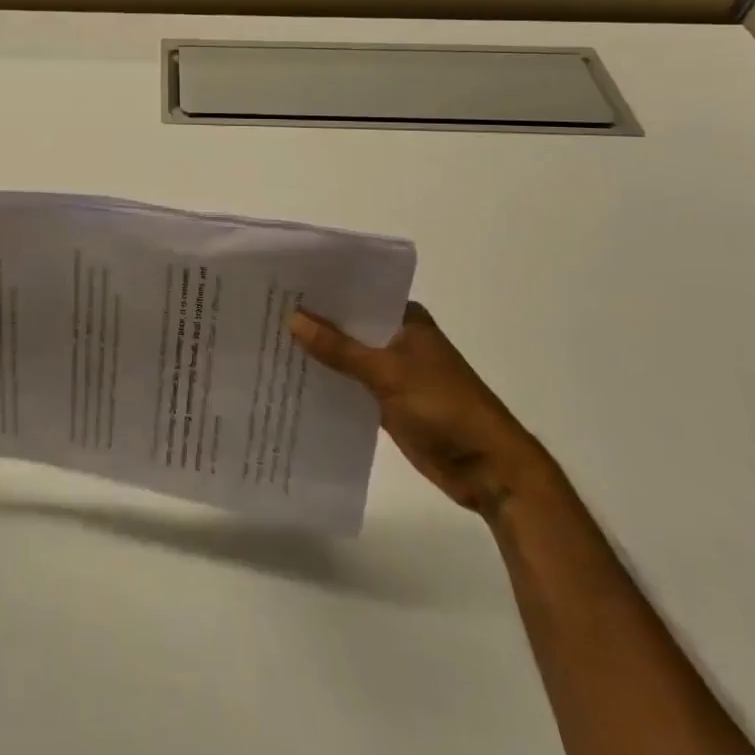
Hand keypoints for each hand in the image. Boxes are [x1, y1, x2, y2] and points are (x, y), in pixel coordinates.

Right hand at [290, 302, 551, 519]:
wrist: (488, 470)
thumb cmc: (445, 407)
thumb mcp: (388, 373)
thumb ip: (339, 348)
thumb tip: (293, 318)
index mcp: (406, 319)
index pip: (357, 293)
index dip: (323, 290)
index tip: (281, 284)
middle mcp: (397, 338)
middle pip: (349, 325)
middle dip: (314, 322)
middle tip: (265, 311)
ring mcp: (393, 371)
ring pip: (347, 356)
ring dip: (319, 354)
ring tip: (269, 342)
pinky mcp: (387, 402)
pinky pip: (350, 385)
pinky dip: (329, 383)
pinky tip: (292, 380)